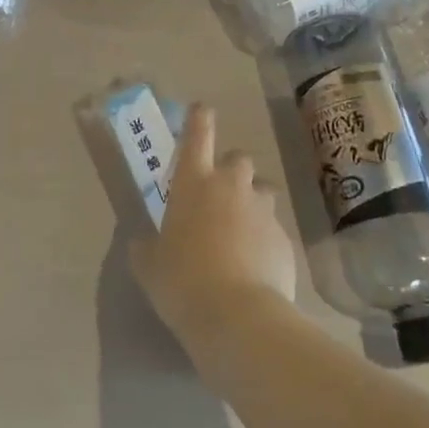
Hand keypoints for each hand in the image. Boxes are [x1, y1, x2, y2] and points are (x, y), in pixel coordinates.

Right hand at [129, 106, 296, 344]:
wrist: (239, 318)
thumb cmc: (182, 281)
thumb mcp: (149, 265)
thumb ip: (146, 247)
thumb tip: (143, 243)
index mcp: (193, 181)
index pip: (198, 134)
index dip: (199, 118)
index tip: (201, 110)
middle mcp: (230, 186)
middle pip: (237, 158)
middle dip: (230, 169)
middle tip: (218, 194)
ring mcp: (262, 210)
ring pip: (261, 191)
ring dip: (251, 201)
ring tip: (241, 230)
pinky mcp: (285, 240)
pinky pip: (273, 229)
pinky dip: (264, 239)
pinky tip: (255, 266)